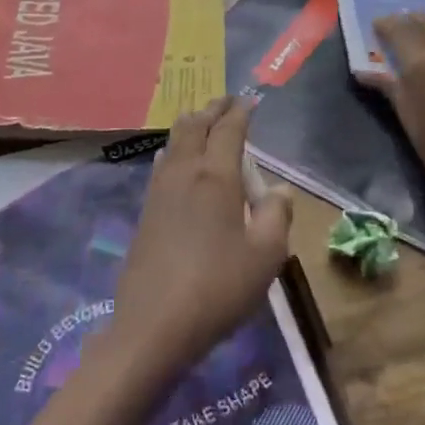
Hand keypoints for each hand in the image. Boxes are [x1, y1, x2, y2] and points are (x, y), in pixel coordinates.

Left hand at [107, 98, 293, 385]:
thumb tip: (279, 190)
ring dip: (190, 125)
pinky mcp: (145, 212)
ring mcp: (159, 191)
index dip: (241, 111)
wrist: (154, 325)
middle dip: (212, 109)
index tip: (251, 100)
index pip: (229, 130)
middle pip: (194, 126)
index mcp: (216, 177)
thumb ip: (276, 216)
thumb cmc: (218, 288)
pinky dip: (174, 149)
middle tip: (227, 101)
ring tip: (202, 121)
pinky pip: (162, 164)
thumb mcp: (265, 256)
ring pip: (173, 142)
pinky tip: (173, 158)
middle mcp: (184, 173)